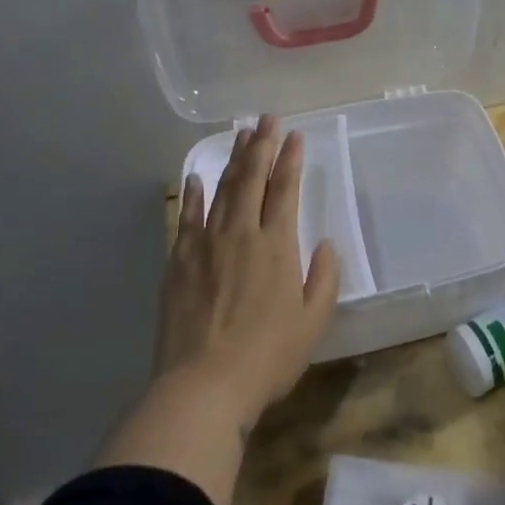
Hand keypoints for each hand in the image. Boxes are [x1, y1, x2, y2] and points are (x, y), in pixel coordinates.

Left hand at [156, 117, 340, 431]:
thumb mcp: (313, 322)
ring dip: (233, 159)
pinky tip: (196, 176)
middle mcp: (241, 233)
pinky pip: (187, 217)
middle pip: (252, 178)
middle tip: (267, 118)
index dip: (291, 159)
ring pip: (222, 189)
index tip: (295, 134)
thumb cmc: (267, 357)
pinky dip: (193, 194)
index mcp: (276, 245)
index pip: (285, 189)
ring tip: (241, 134)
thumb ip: (324, 278)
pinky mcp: (179, 261)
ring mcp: (206, 244)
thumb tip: (325, 244)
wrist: (203, 387)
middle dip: (261, 145)